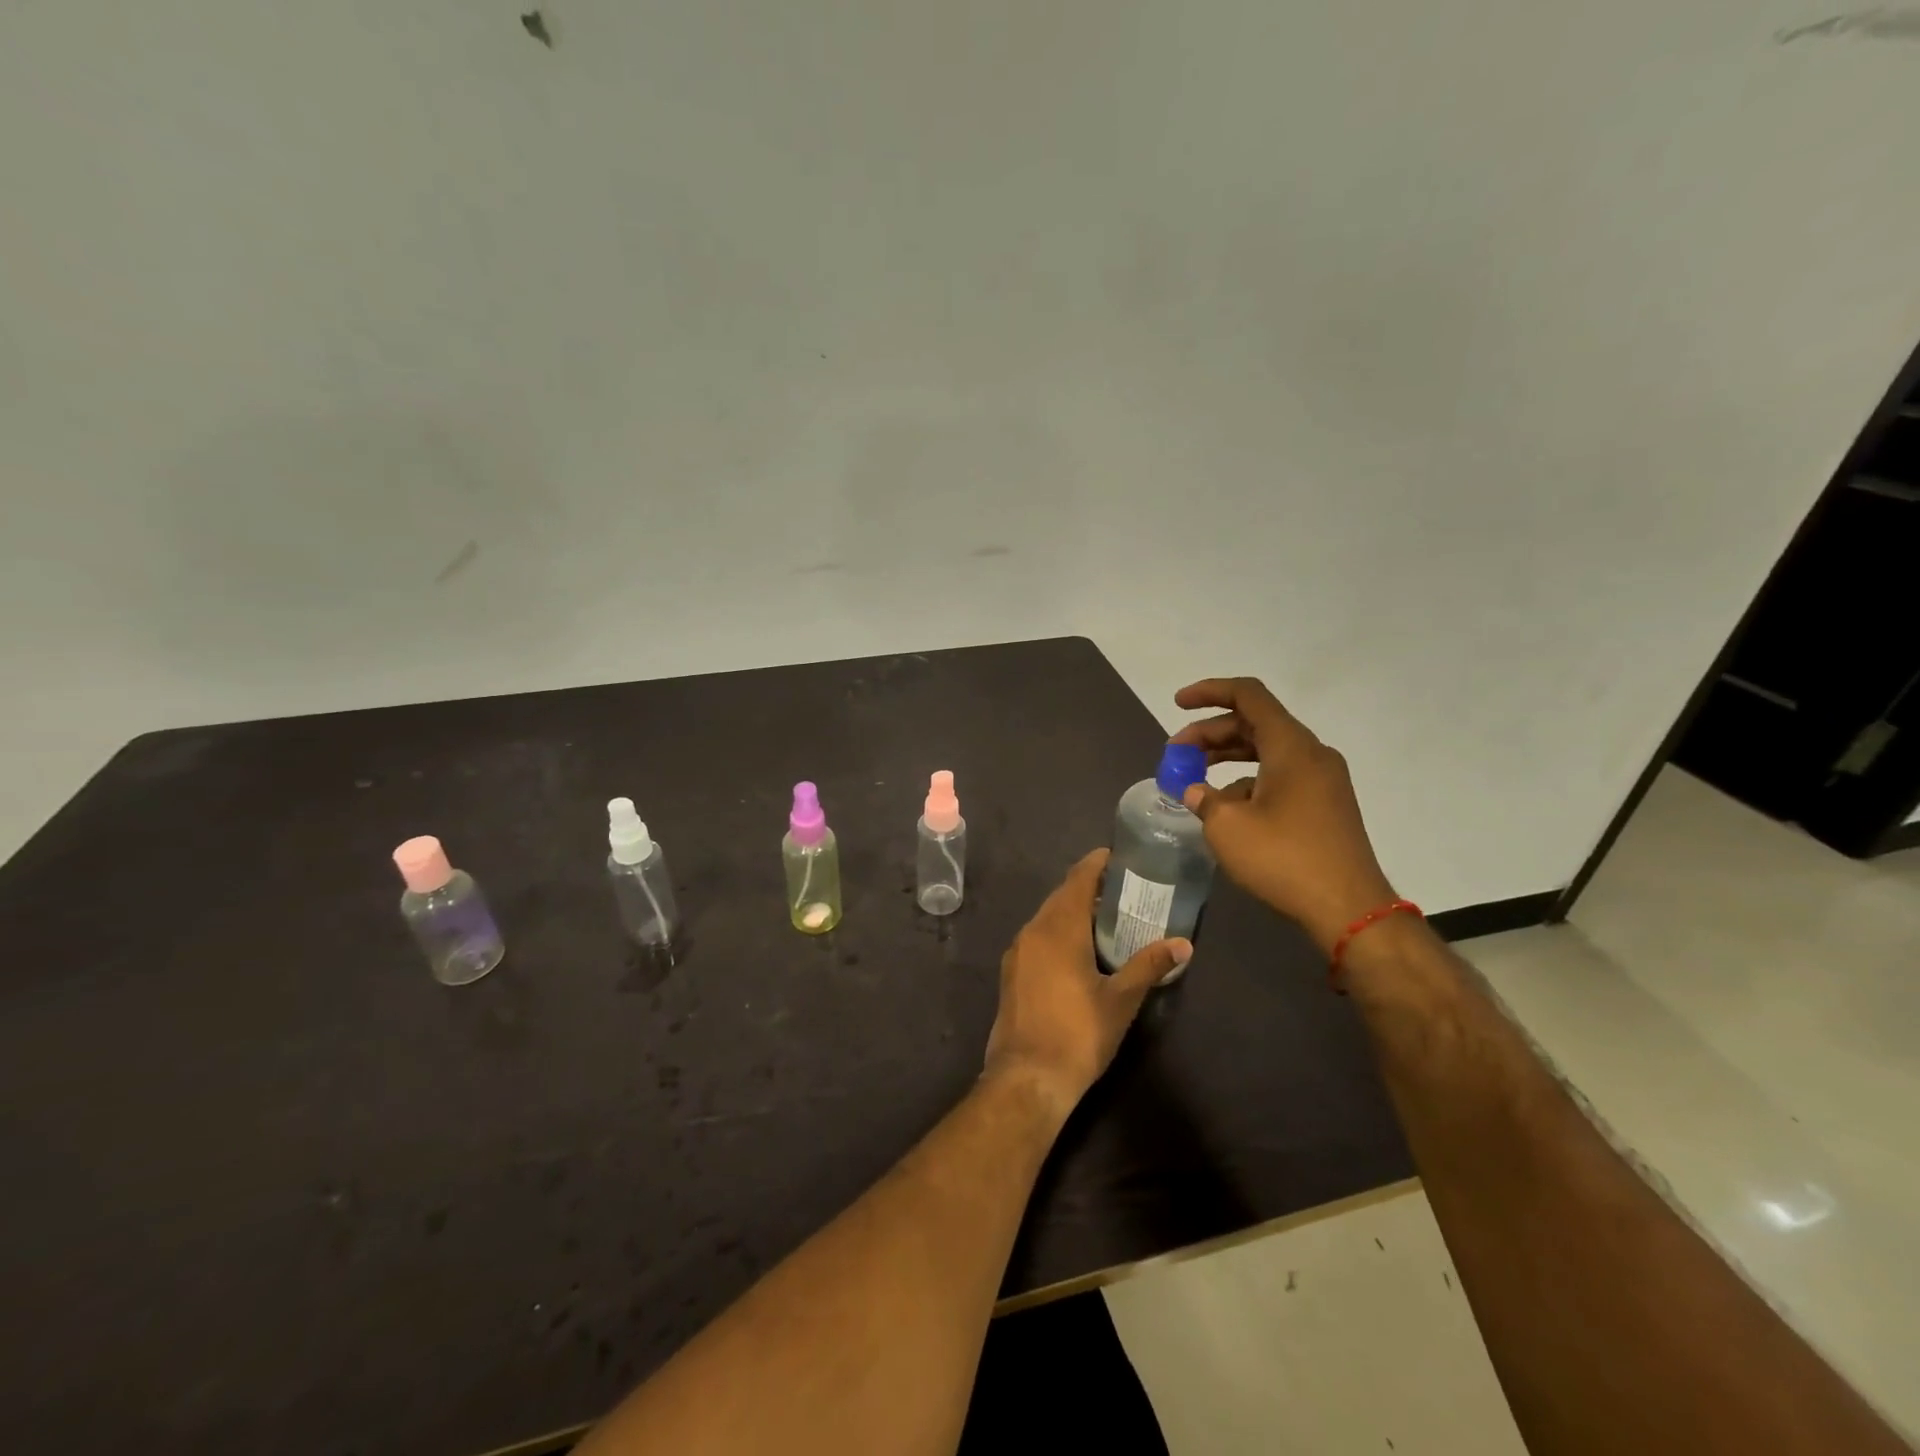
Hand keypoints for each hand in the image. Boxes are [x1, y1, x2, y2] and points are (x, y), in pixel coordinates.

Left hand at [983, 849, 1190, 1120]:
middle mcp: (1033, 931)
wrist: (1027, 1077)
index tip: (1117, 856)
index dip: (1096, 864)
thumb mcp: (1121, 1000)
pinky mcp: (1011, 972)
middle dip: (1087, 887)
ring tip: (1104, 916)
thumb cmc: (1078, 1034)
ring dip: (1071, 910)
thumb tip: (1183, 944)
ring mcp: (1017, 952)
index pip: (1077, 880)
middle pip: (1061, 896)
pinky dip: (1057, 931)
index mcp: (1059, 928)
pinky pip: (1037, 936)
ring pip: (1046, 917)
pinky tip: (1077, 948)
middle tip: (1121, 889)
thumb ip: (1149, 965)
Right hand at [1170, 676, 1395, 952]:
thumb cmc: (1284, 859)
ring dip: (1228, 756)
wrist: (1349, 909)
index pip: (1248, 695)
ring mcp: (1323, 780)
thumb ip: (1204, 799)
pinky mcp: (1326, 805)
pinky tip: (1227, 809)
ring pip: (1267, 751)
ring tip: (1194, 779)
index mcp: (1291, 746)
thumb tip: (1196, 791)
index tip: (1177, 704)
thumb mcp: (1228, 827)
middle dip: (1210, 732)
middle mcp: (1311, 754)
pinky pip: (1281, 776)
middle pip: (1255, 723)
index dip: (1209, 691)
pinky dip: (1249, 780)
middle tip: (1176, 753)